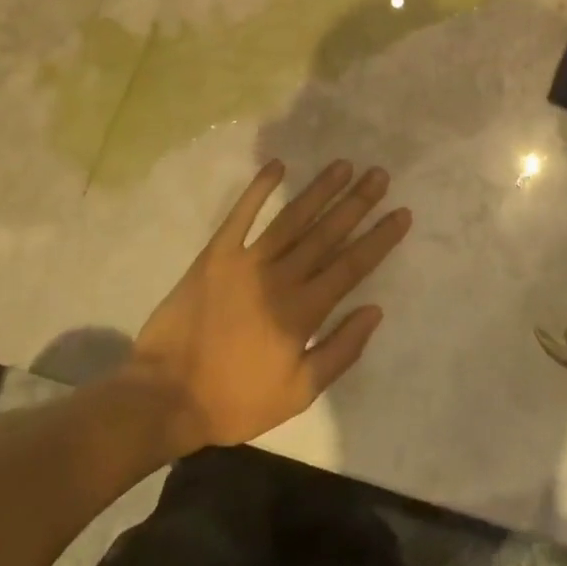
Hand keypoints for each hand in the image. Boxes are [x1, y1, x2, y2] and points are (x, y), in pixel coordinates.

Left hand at [125, 159, 410, 455]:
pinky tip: (278, 166)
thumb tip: (374, 310)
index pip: (352, 265)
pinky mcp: (215, 255)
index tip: (401, 212)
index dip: (379, 237)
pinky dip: (259, 189)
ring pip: (292, 218)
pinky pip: (241, 216)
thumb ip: (339, 350)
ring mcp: (247, 262)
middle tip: (379, 174)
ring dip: (320, 190)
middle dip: (357, 202)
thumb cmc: (236, 400)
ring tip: (343, 165)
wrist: (165, 396)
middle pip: (327, 233)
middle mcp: (280, 278)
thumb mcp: (298, 392)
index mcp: (303, 311)